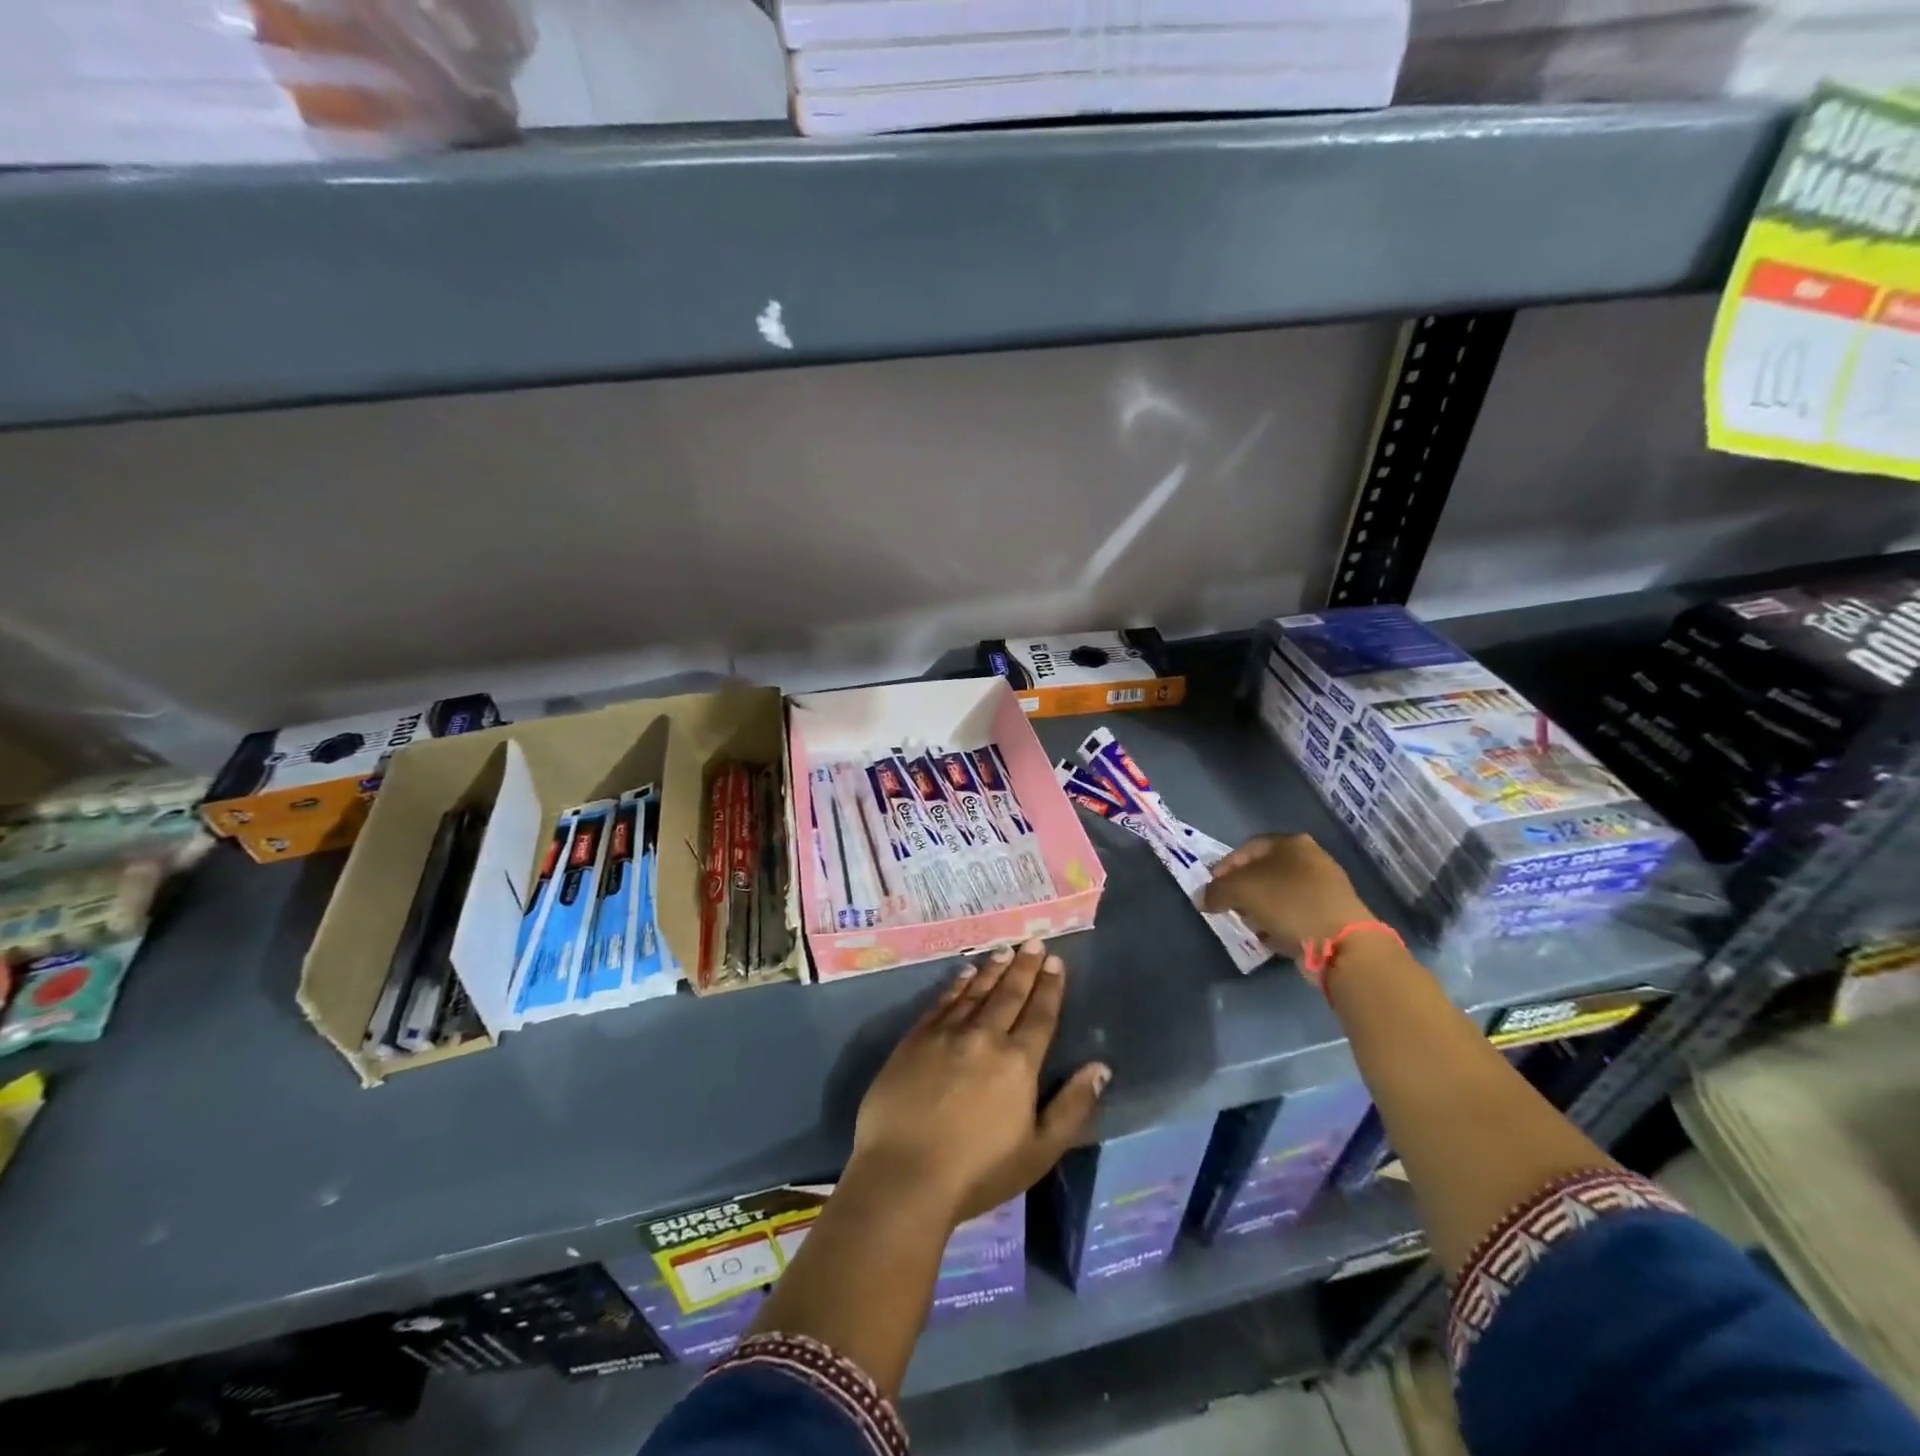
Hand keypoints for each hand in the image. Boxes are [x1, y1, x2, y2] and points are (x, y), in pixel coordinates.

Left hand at [851, 939, 1109, 1224]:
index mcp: (1018, 1062)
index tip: (1055, 962)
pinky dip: (957, 985)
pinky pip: (943, 1001)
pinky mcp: (915, 1038)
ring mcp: (946, 1033)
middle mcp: (984, 1036)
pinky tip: (965, 974)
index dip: (1049, 987)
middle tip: (1033, 941)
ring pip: (976, 992)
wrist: (903, 1175)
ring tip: (1005, 951)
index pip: (1039, 1014)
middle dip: (1024, 967)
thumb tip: (1100, 1068)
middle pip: (1009, 994)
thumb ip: (1072, 1106)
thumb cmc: (977, 1172)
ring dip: (993, 970)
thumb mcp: (1039, 1151)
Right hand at [1202, 833, 1374, 956]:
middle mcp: (1311, 860)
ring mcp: (1324, 889)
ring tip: (1247, 925)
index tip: (1212, 887)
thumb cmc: (1287, 902)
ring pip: (1279, 895)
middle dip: (1242, 890)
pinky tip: (1269, 938)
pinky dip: (1278, 924)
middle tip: (1228, 906)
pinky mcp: (1331, 916)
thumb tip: (1204, 899)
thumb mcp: (1240, 890)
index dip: (1225, 866)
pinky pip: (1294, 916)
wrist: (1341, 942)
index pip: (1248, 848)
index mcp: (1291, 843)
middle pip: (1264, 872)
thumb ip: (1216, 891)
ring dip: (1259, 909)